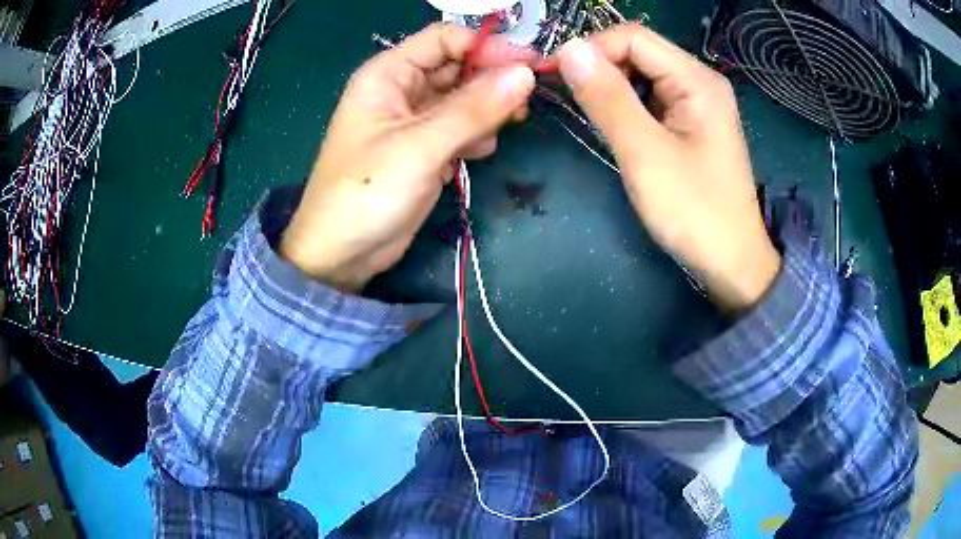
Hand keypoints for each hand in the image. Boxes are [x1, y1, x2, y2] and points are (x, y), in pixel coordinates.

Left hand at [281, 24, 534, 291]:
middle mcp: (401, 90)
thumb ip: (475, 108)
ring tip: (500, 131)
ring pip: (463, 99)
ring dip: (487, 111)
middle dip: (491, 81)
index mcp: (388, 74)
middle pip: (458, 67)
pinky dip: (475, 136)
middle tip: (525, 102)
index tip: (527, 65)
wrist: (342, 253)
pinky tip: (477, 154)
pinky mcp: (425, 148)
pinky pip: (460, 128)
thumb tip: (525, 74)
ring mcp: (414, 121)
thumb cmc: (367, 191)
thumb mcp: (421, 146)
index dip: (486, 47)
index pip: (445, 39)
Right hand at [555, 25, 780, 310]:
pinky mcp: (692, 124)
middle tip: (564, 94)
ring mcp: (697, 103)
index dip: (589, 49)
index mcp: (696, 80)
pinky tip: (615, 125)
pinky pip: (651, 99)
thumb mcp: (645, 154)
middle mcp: (699, 81)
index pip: (632, 38)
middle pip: (638, 52)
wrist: (732, 263)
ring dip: (609, 86)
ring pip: (642, 75)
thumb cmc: (694, 212)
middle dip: (598, 67)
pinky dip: (626, 105)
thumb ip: (607, 99)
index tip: (552, 74)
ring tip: (585, 111)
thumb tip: (568, 49)